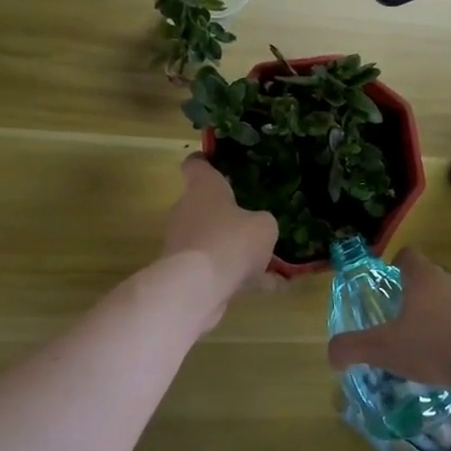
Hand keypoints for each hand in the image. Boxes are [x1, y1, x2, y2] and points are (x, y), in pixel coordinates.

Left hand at [162, 156, 278, 317]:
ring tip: (268, 261)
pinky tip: (268, 287)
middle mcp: (186, 210)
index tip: (219, 164)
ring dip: (233, 248)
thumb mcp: (264, 226)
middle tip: (254, 219)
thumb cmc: (230, 241)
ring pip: (211, 239)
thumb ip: (262, 221)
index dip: (206, 162)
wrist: (196, 288)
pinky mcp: (183, 271)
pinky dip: (237, 276)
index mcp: (203, 188)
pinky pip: (215, 268)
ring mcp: (182, 242)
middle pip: (204, 204)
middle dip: (227, 213)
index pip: (196, 164)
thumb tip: (256, 226)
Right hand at [326, 249, 450, 404]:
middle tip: (410, 329)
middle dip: (425, 306)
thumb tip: (331, 354)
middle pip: (439, 286)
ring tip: (439, 374)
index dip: (398, 266)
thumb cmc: (434, 344)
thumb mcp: (384, 348)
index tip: (391, 281)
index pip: (409, 258)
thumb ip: (353, 348)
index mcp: (426, 281)